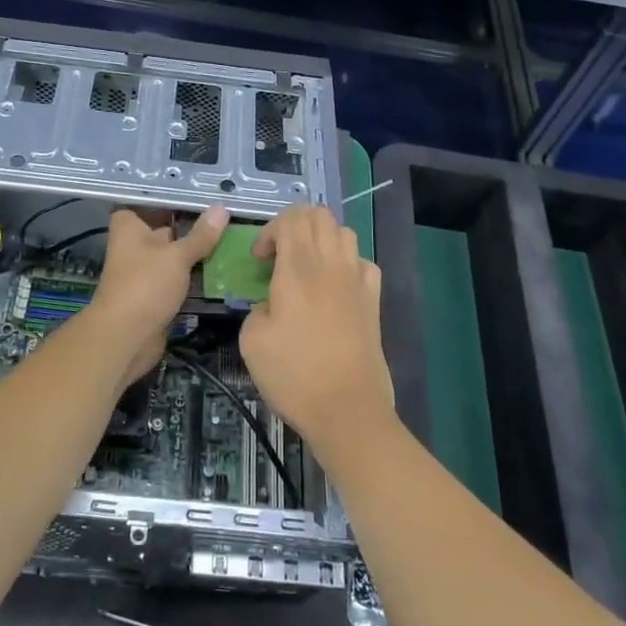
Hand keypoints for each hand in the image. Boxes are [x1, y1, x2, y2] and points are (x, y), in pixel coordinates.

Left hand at [89, 207, 228, 385]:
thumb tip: (222, 208)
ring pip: (175, 256)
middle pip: (167, 229)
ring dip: (198, 254)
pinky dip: (196, 276)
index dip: (174, 199)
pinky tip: (223, 269)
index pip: (149, 203)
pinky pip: (179, 279)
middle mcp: (134, 245)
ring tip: (234, 240)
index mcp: (129, 227)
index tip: (203, 193)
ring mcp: (145, 271)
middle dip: (193, 227)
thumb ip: (200, 235)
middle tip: (229, 217)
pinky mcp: (156, 294)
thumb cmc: (145, 285)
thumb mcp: (177, 256)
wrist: (126, 338)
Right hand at [239, 205, 393, 459]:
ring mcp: (358, 281)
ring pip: (344, 232)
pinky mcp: (374, 301)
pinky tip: (335, 286)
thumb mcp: (251, 340)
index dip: (270, 230)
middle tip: (279, 255)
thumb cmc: (294, 375)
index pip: (291, 218)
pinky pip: (363, 262)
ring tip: (306, 267)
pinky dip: (346, 263)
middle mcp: (331, 265)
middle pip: (319, 215)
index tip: (259, 260)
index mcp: (298, 269)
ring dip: (321, 239)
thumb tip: (272, 305)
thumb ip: (257, 308)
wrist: (347, 410)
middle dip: (294, 225)